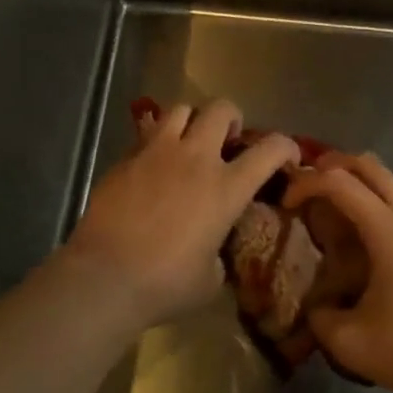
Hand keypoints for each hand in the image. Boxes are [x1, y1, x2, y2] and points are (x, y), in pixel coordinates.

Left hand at [60, 100, 298, 333]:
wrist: (105, 276)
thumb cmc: (165, 284)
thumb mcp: (210, 278)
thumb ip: (218, 252)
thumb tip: (212, 248)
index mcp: (225, 188)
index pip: (270, 149)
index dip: (286, 146)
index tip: (288, 156)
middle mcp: (195, 158)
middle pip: (221, 109)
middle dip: (231, 119)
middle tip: (228, 140)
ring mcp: (157, 152)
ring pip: (181, 109)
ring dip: (192, 122)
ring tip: (188, 143)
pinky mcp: (126, 158)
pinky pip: (147, 134)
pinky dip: (157, 142)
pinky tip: (153, 166)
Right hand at [284, 152, 392, 392]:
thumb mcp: (352, 344)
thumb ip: (319, 317)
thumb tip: (315, 305)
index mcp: (388, 229)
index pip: (338, 180)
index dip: (305, 183)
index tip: (286, 204)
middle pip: (366, 163)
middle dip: (329, 166)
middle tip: (305, 189)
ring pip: (386, 181)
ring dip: (353, 184)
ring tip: (328, 215)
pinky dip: (371, 203)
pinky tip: (361, 243)